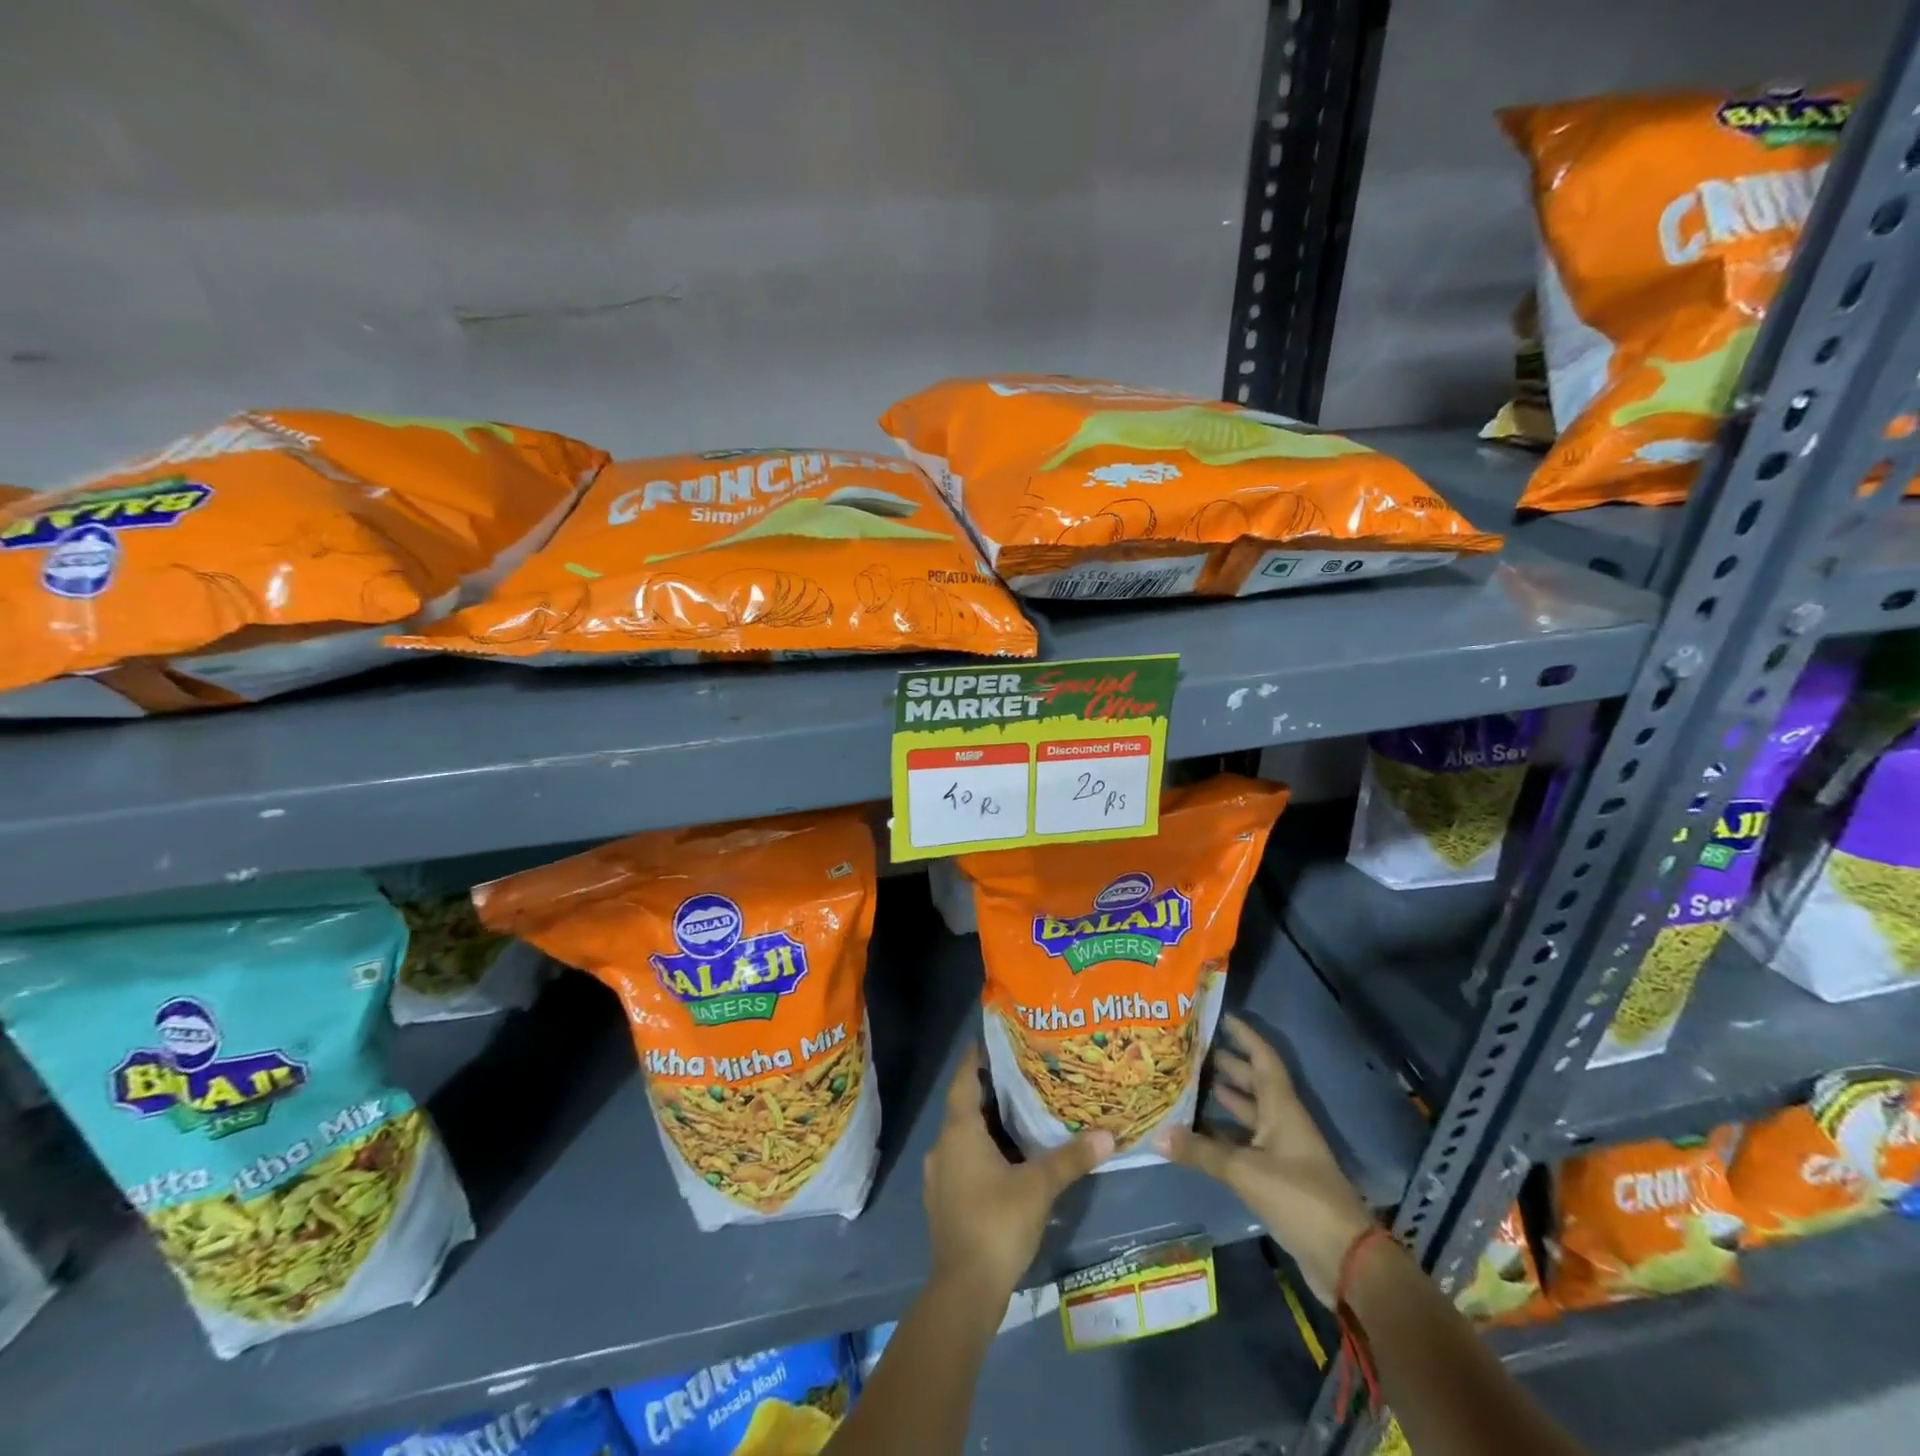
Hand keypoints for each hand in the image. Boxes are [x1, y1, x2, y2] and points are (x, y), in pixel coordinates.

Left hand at [923, 1045, 1113, 1297]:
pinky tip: (1008, 1158)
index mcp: (959, 1131)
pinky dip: (983, 1150)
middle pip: (964, 1105)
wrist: (964, 1291)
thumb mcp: (1039, 1187)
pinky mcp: (944, 1200)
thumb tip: (1107, 1135)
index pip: (963, 1078)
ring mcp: (939, 1175)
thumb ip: (1071, 1158)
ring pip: (964, 1135)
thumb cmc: (997, 1224)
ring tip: (1021, 1112)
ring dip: (987, 1123)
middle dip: (991, 1090)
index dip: (976, 1057)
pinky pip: (963, 1159)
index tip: (995, 1040)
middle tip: (1023, 1075)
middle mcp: (943, 1145)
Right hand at [1154, 1012, 1373, 1305]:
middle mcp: (1283, 1122)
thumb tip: (1157, 1134)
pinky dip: (1225, 1134)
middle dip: (1228, 1064)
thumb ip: (1201, 1152)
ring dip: (1225, 1098)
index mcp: (1282, 1108)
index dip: (1244, 1035)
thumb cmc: (1299, 1198)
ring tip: (1191, 1082)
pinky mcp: (1279, 1178)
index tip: (1220, 1016)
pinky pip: (1247, 1142)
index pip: (1263, 1058)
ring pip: (1250, 1113)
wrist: (1345, 1260)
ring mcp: (1283, 1151)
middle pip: (1255, 1083)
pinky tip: (1200, 1133)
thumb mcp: (1245, 1171)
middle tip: (1192, 1048)